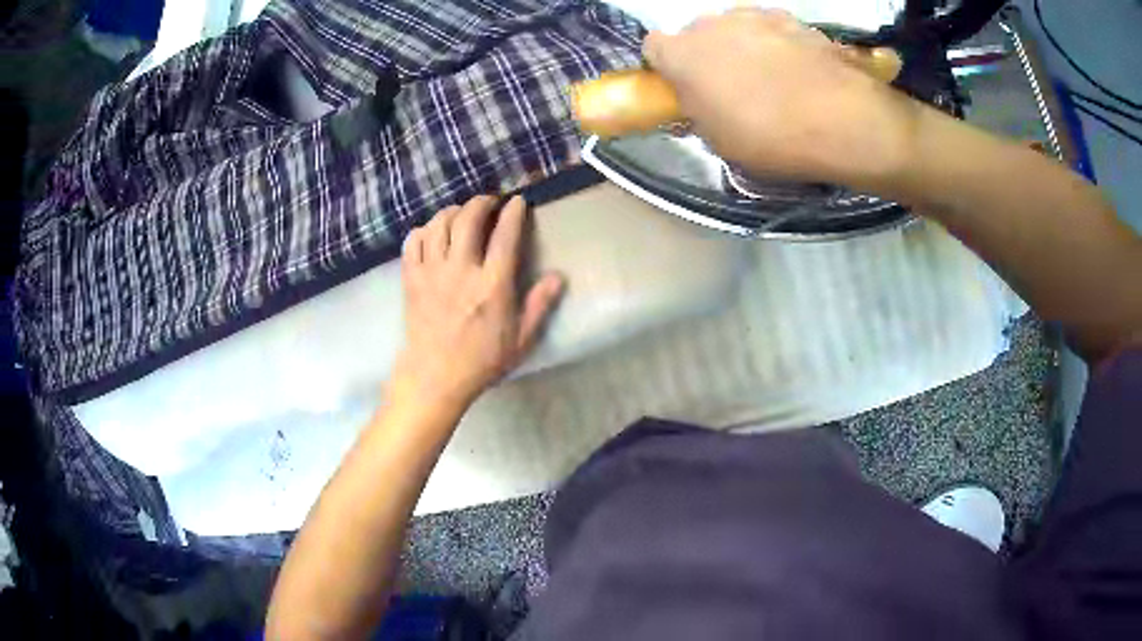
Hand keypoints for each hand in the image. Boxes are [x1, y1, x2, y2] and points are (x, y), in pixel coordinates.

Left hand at [390, 195, 563, 407]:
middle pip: (468, 219)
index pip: (505, 235)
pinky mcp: (411, 279)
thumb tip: (558, 276)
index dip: (513, 212)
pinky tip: (432, 233)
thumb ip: (539, 305)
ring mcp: (431, 272)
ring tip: (462, 213)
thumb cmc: (481, 361)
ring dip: (452, 211)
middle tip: (490, 202)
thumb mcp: (520, 339)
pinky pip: (413, 241)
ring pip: (439, 224)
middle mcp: (461, 270)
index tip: (518, 202)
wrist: (434, 378)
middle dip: (481, 202)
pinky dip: (424, 229)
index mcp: (492, 285)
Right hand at [643, 8, 919, 190]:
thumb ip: (698, 110)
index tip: (683, 88)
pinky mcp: (793, 18)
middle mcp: (713, 24)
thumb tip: (699, 98)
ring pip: (736, 28)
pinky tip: (799, 72)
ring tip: (772, 80)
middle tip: (730, 88)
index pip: (654, 47)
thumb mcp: (719, 140)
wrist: (841, 119)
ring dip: (743, 47)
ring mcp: (755, 16)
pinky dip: (778, 45)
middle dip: (707, 55)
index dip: (667, 67)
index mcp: (683, 54)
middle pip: (698, 34)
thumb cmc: (770, 137)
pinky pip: (773, 29)